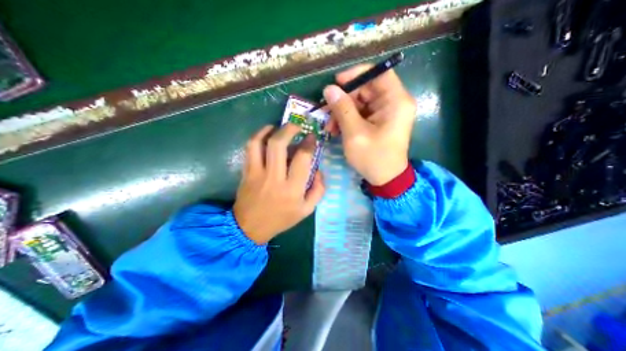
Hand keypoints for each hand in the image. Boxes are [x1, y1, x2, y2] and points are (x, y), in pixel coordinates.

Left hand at [232, 123, 325, 244]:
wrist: (250, 227)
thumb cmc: (281, 219)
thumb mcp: (306, 210)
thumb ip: (318, 190)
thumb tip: (319, 170)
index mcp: (293, 189)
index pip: (302, 158)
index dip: (308, 143)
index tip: (311, 137)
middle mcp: (274, 178)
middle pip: (279, 144)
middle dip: (289, 129)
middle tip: (296, 126)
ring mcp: (257, 173)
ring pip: (261, 143)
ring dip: (271, 130)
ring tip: (279, 127)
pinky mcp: (246, 172)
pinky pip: (250, 148)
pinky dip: (257, 136)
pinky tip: (265, 133)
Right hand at [322, 66, 413, 186]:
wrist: (385, 179)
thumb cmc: (373, 158)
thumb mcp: (354, 133)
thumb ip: (342, 109)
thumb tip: (329, 89)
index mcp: (396, 101)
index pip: (378, 73)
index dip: (356, 74)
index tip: (336, 83)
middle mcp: (394, 102)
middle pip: (366, 88)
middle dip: (344, 99)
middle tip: (326, 112)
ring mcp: (387, 112)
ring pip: (360, 101)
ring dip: (342, 112)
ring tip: (330, 127)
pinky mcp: (380, 121)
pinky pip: (361, 113)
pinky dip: (348, 119)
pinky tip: (337, 129)